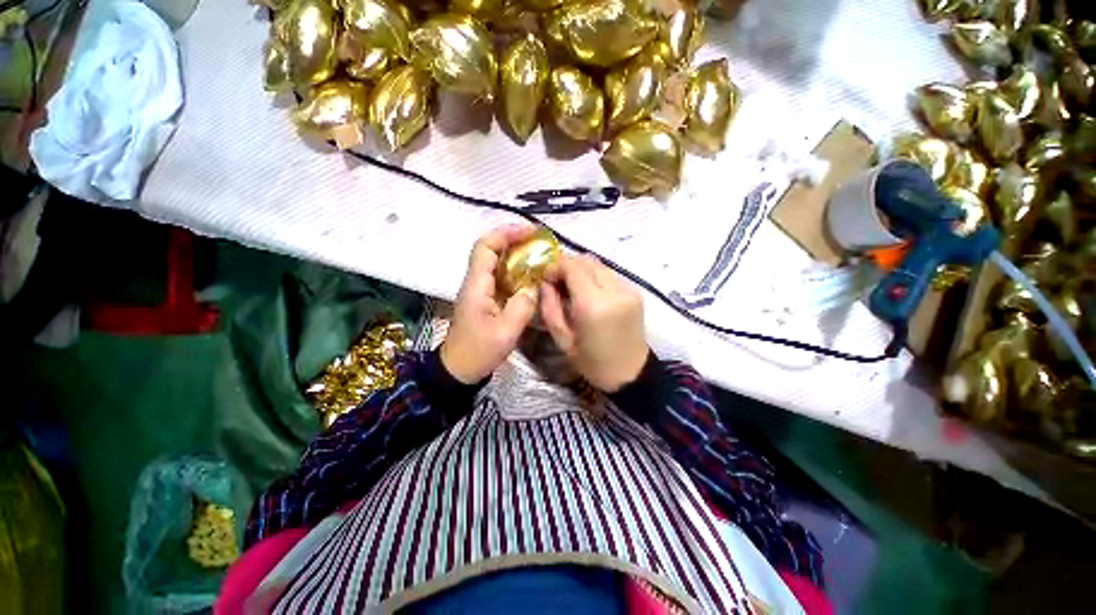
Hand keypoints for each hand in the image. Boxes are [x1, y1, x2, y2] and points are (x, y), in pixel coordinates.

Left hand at [441, 225, 539, 383]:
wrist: (459, 370)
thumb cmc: (478, 352)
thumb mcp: (505, 332)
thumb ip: (522, 307)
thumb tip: (534, 287)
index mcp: (477, 285)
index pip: (485, 247)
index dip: (506, 234)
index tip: (530, 232)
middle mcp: (477, 282)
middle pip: (492, 250)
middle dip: (515, 241)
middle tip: (540, 242)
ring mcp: (481, 291)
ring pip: (498, 263)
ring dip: (518, 256)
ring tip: (541, 256)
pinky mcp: (487, 300)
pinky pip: (503, 279)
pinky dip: (518, 273)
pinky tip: (533, 278)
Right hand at [540, 254, 648, 391]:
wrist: (631, 374)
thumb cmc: (592, 362)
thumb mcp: (562, 339)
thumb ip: (549, 307)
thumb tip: (544, 283)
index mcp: (593, 305)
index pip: (572, 267)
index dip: (555, 267)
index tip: (546, 279)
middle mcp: (614, 290)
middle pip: (586, 260)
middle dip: (567, 266)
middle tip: (556, 282)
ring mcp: (628, 289)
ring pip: (599, 264)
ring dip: (581, 270)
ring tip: (572, 288)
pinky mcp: (635, 291)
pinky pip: (610, 274)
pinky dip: (595, 277)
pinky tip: (589, 293)